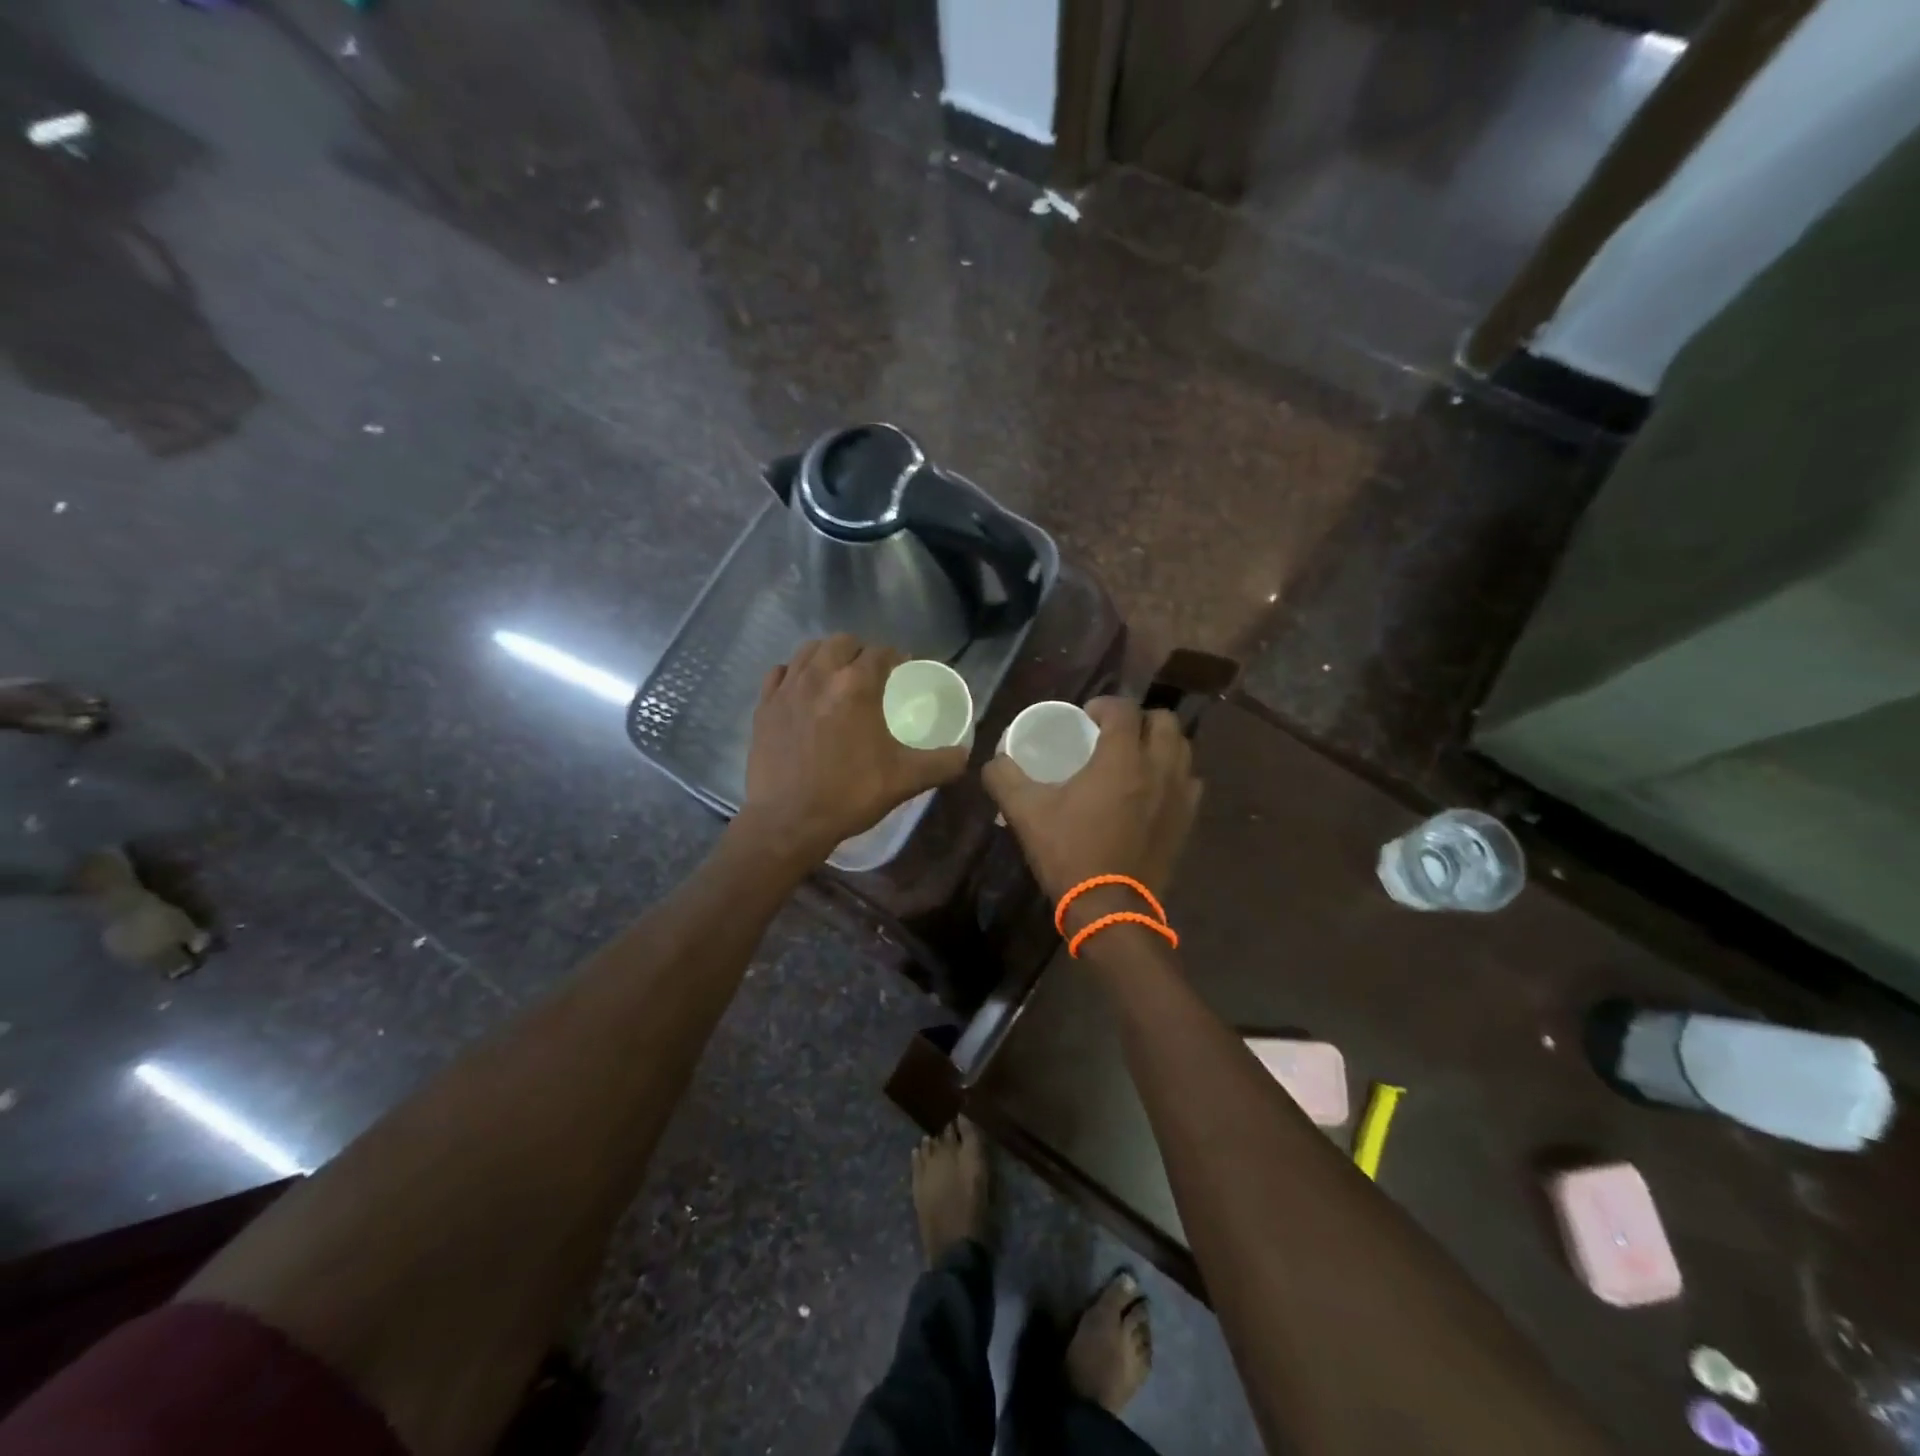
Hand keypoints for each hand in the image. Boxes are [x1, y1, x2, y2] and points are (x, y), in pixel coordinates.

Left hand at [738, 635, 968, 863]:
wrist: (787, 821)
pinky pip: (779, 673)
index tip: (903, 669)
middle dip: (860, 651)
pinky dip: (794, 673)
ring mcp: (787, 689)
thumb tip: (965, 754)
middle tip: (871, 673)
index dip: (896, 657)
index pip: (881, 653)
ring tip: (837, 676)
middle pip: (842, 643)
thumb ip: (942, 763)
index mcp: (856, 686)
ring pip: (808, 651)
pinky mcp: (763, 706)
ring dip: (827, 656)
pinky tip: (801, 690)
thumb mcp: (905, 780)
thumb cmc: (849, 795)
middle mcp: (820, 676)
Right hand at [983, 697, 1201, 905]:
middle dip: (1139, 719)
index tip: (1087, 716)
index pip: (1123, 709)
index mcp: (1121, 759)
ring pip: (1183, 749)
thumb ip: (1005, 778)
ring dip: (1161, 743)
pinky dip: (1175, 774)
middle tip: (1115, 734)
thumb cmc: (1069, 853)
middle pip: (1164, 721)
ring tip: (1137, 757)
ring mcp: (1179, 795)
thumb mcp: (1026, 812)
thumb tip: (994, 760)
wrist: (1109, 907)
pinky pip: (1190, 782)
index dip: (1104, 705)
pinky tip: (1154, 789)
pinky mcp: (1188, 820)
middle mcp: (1158, 768)